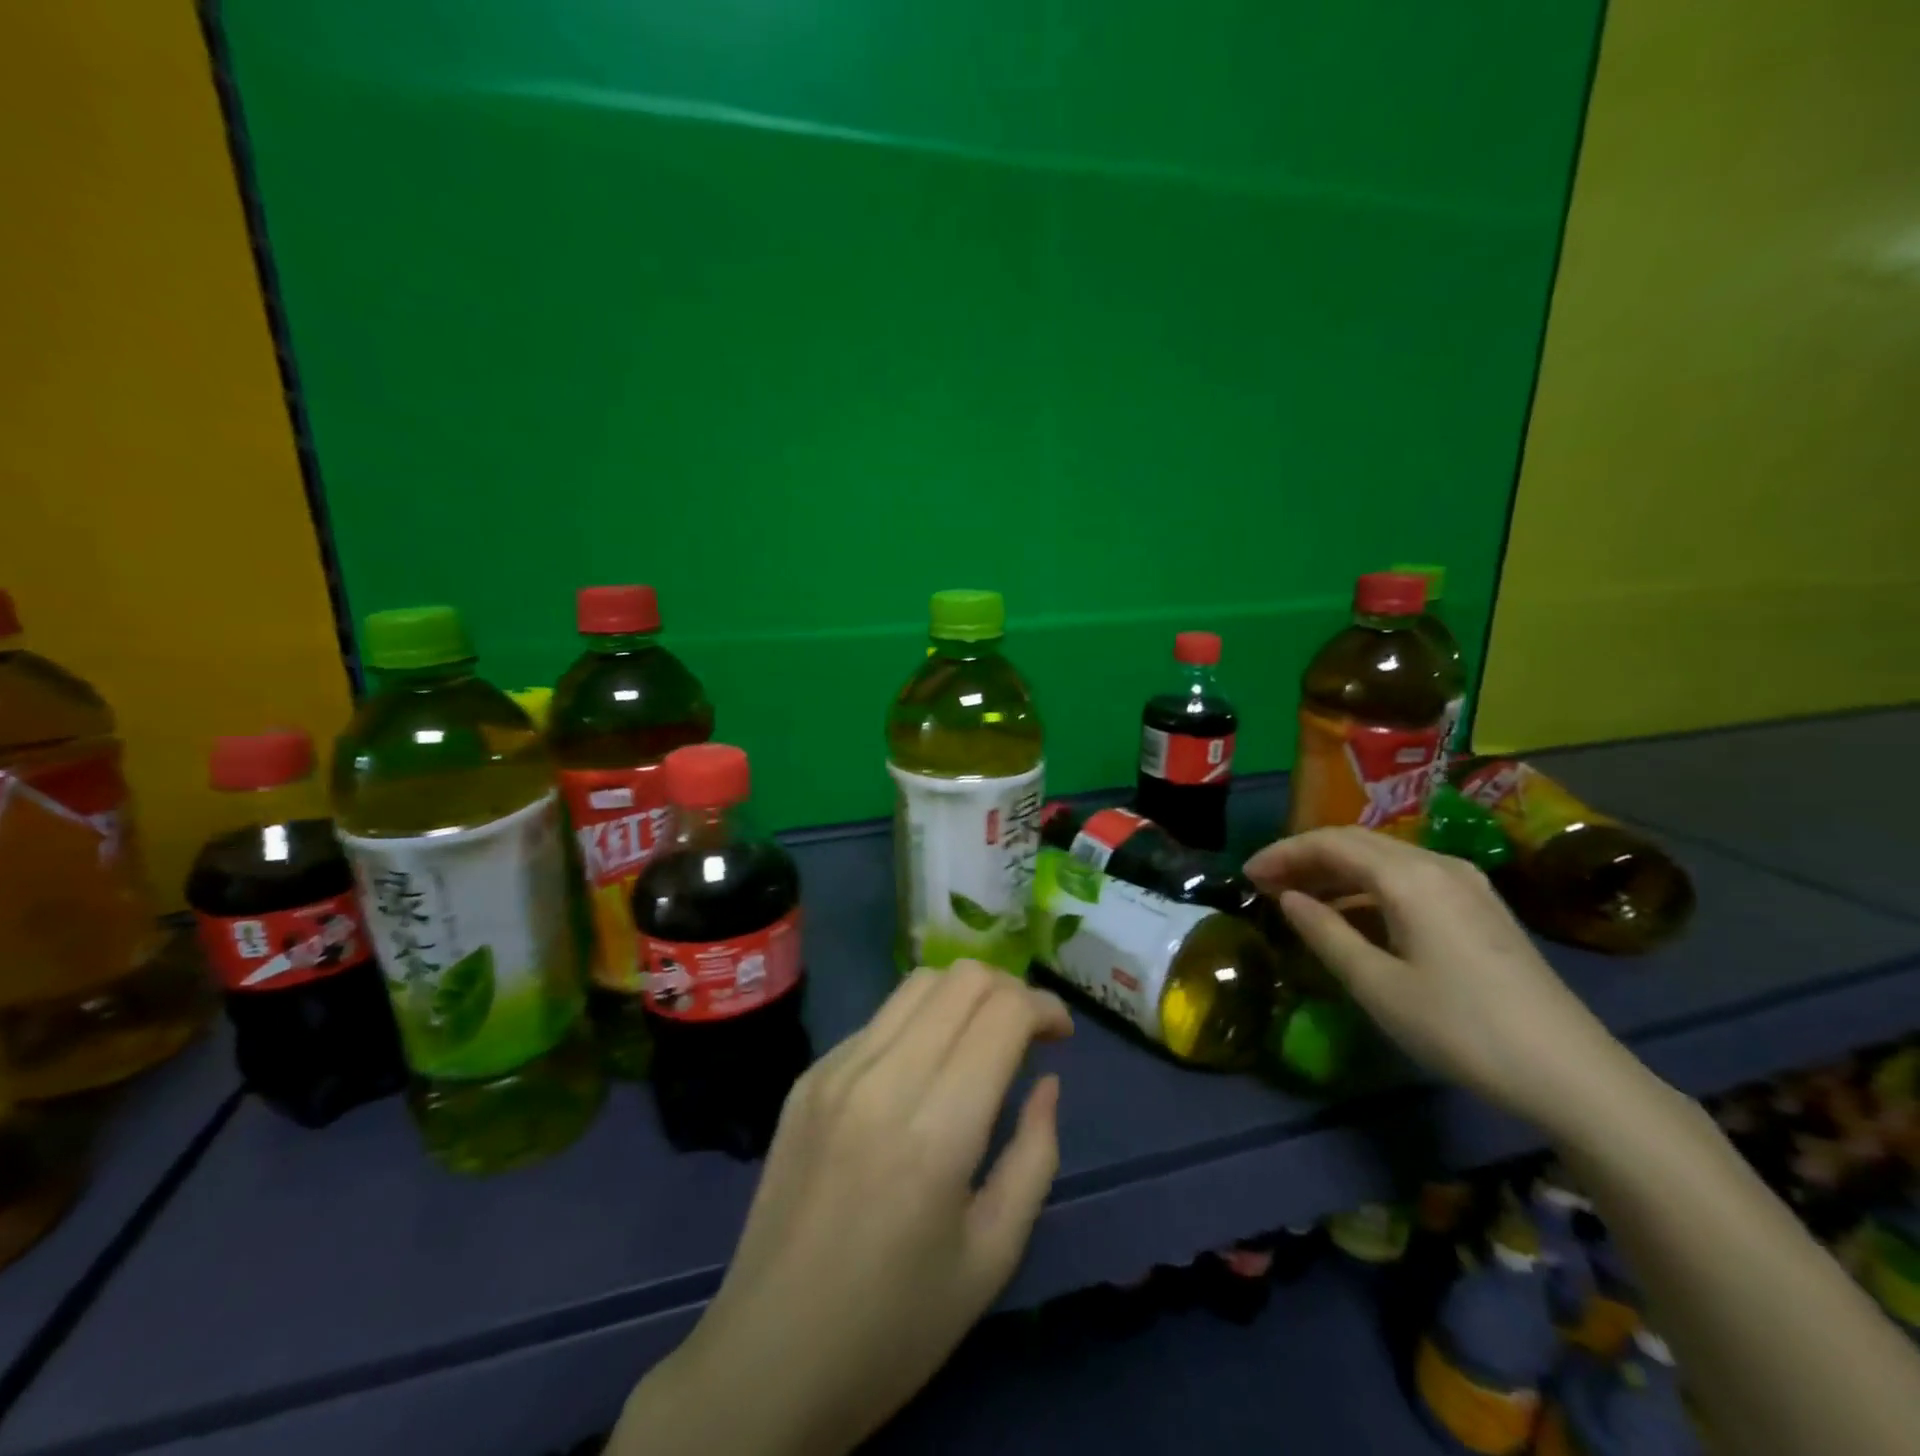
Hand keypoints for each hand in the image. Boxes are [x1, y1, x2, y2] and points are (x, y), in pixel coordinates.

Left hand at [614, 962, 1071, 1455]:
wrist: (768, 1359)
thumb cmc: (895, 1326)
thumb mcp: (992, 1256)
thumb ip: (1034, 1155)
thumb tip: (1046, 1081)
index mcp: (936, 1130)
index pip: (1002, 1012)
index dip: (1044, 1007)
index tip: (1061, 1036)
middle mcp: (883, 1078)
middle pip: (962, 978)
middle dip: (1010, 991)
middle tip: (1027, 1035)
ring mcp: (835, 1070)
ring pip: (918, 983)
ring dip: (964, 996)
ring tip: (981, 1040)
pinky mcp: (807, 1077)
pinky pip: (878, 1020)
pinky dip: (919, 1023)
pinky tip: (923, 1072)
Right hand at [1245, 828, 1635, 1134]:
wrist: (1574, 1075)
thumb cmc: (1462, 1028)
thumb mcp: (1377, 985)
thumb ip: (1325, 934)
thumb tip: (1288, 899)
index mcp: (1410, 877)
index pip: (1332, 843)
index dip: (1284, 853)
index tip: (1247, 874)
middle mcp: (1438, 865)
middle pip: (1358, 843)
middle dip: (1306, 857)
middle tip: (1266, 883)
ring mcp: (1466, 885)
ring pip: (1384, 859)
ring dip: (1337, 872)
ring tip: (1299, 899)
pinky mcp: (1481, 908)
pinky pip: (1409, 879)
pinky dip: (1368, 888)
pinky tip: (1352, 917)